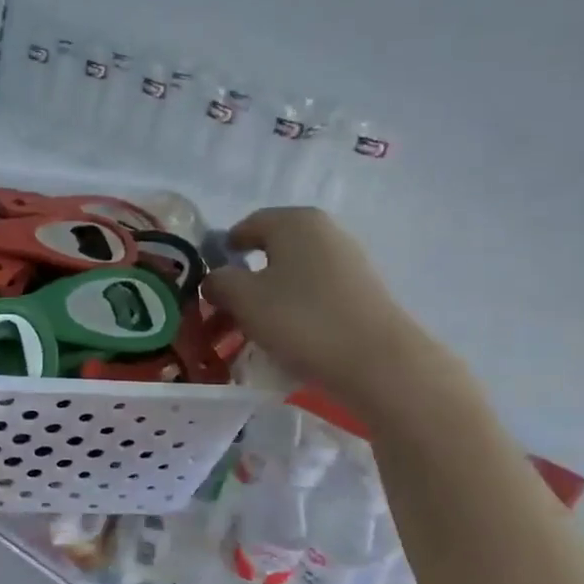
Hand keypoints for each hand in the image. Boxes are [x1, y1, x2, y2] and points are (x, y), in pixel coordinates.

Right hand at [203, 207, 447, 418]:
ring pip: (291, 274)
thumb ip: (218, 281)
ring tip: (253, 330)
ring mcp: (347, 260)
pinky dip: (293, 309)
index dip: (222, 253)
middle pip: (270, 251)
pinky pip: (313, 293)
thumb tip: (216, 278)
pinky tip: (287, 336)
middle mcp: (324, 231)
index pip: (245, 226)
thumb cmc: (300, 319)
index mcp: (294, 221)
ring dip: (267, 297)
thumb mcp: (243, 298)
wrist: (376, 361)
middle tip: (226, 311)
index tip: (208, 284)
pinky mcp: (360, 290)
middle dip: (244, 279)